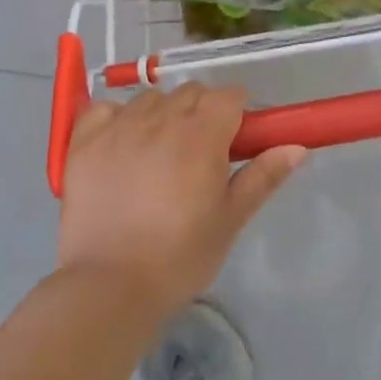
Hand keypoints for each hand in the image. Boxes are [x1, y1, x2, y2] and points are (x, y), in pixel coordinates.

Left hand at [59, 83, 305, 317]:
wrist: (110, 287)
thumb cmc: (180, 256)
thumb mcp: (230, 219)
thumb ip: (263, 176)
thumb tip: (297, 147)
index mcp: (202, 135)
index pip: (229, 96)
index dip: (237, 112)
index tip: (236, 139)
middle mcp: (160, 119)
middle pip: (190, 92)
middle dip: (202, 112)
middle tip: (200, 153)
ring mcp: (118, 127)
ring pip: (150, 99)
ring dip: (162, 115)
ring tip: (159, 154)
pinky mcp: (83, 141)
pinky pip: (105, 109)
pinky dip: (117, 119)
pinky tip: (121, 146)